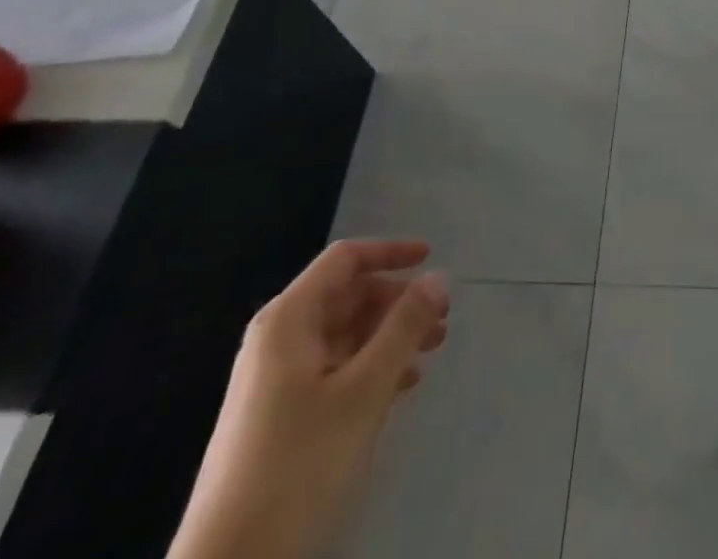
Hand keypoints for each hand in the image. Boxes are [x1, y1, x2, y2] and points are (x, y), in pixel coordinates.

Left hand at [170, 239, 449, 558]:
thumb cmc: (299, 464)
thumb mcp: (364, 390)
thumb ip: (404, 327)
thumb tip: (439, 276)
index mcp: (288, 320)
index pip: (345, 260)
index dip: (390, 252)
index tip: (432, 260)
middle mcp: (278, 340)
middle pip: (347, 296)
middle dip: (397, 301)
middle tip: (441, 319)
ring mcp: (276, 382)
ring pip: (345, 335)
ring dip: (390, 336)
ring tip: (430, 351)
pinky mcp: (279, 419)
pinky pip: (335, 370)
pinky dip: (371, 367)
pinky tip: (401, 387)